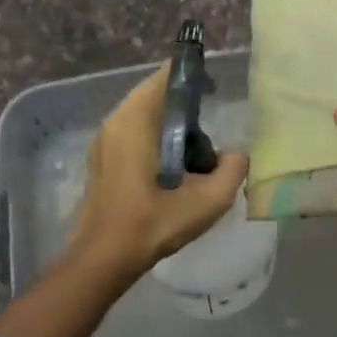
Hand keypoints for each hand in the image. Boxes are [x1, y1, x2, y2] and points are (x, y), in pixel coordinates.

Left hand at [70, 63, 249, 273]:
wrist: (102, 259)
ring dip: (168, 122)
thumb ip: (232, 171)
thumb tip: (237, 155)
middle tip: (210, 122)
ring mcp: (103, 140)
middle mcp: (115, 121)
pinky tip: (171, 165)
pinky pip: (131, 132)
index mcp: (135, 121)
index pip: (164, 77)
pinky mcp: (100, 159)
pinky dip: (154, 136)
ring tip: (195, 147)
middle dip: (183, 103)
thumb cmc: (152, 224)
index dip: (191, 76)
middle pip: (153, 94)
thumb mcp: (206, 201)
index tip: (214, 91)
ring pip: (141, 114)